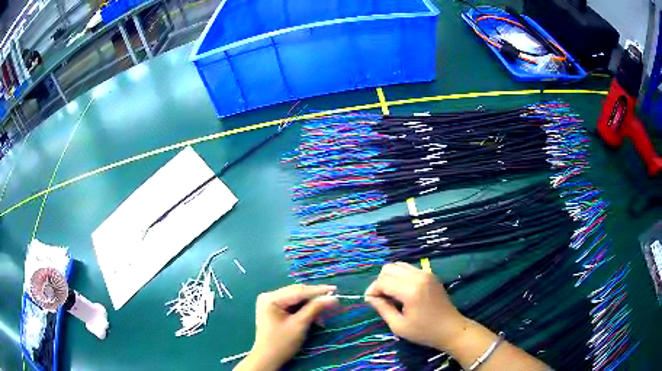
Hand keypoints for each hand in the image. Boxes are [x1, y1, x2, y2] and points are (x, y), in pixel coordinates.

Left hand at [236, 284, 337, 370]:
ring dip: (310, 306)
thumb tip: (333, 297)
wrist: (268, 358)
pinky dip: (304, 310)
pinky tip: (314, 317)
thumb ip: (315, 308)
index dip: (318, 290)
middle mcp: (269, 296)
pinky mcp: (274, 309)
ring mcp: (270, 303)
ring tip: (323, 315)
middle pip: (296, 293)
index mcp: (271, 298)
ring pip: (296, 299)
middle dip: (314, 299)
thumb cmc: (282, 343)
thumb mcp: (300, 325)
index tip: (335, 289)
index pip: (298, 291)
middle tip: (333, 301)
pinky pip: (292, 305)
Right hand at [365, 262, 467, 350]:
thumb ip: (383, 309)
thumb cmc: (424, 331)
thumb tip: (370, 297)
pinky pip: (408, 268)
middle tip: (380, 299)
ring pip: (398, 265)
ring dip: (390, 278)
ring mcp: (426, 273)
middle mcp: (418, 276)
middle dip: (380, 282)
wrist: (451, 329)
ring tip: (390, 295)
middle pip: (388, 269)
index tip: (370, 302)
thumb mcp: (399, 326)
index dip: (372, 290)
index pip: (383, 281)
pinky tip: (401, 291)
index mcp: (411, 290)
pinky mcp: (430, 274)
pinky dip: (400, 276)